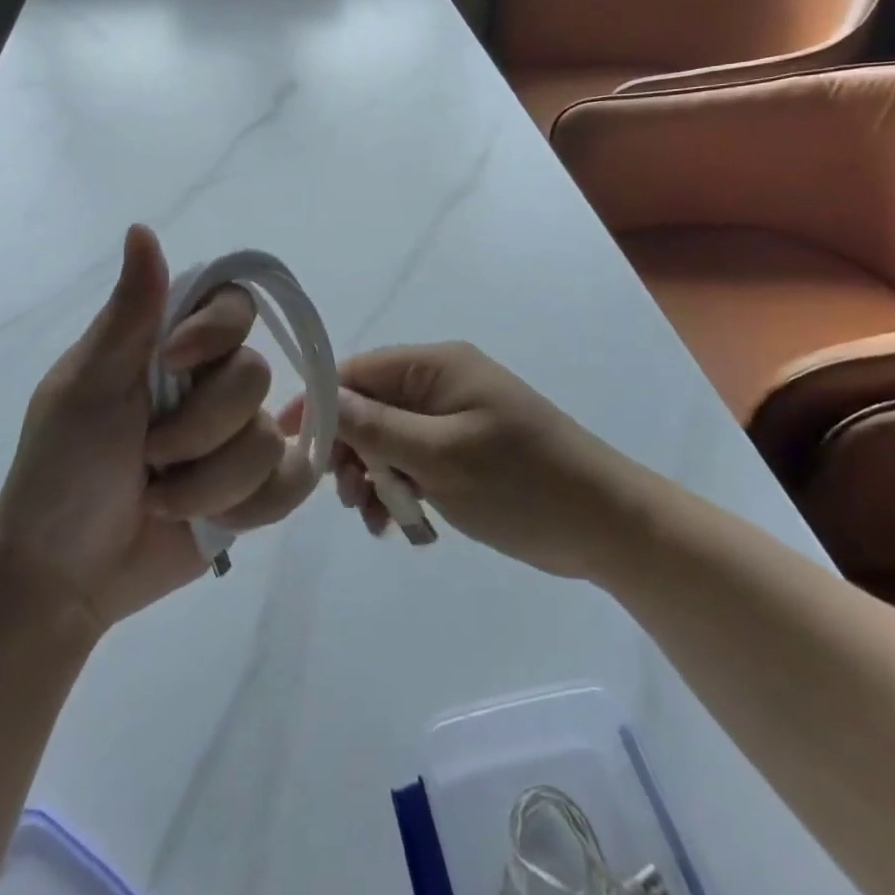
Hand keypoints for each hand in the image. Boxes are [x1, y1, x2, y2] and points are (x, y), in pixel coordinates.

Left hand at [0, 225, 315, 637]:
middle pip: (256, 376)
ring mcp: (238, 439)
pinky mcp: (256, 491)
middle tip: (147, 455)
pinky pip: (292, 484)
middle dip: (198, 429)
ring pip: (270, 439)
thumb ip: (129, 312)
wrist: (61, 575)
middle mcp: (213, 384)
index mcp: (172, 346)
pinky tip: (208, 522)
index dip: (217, 331)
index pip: (235, 303)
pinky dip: (248, 508)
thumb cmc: (61, 470)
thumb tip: (142, 227)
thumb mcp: (86, 385)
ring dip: (209, 483)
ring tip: (160, 498)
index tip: (172, 363)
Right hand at [310, 342, 617, 578]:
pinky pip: (413, 462)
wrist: (605, 527)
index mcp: (438, 366)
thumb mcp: (441, 456)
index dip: (321, 402)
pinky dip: (399, 488)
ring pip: (388, 440)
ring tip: (376, 518)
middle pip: (370, 407)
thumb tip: (320, 399)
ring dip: (373, 476)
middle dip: (350, 450)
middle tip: (347, 497)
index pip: (359, 370)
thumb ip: (376, 427)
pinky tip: (399, 523)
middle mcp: (442, 384)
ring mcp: (453, 419)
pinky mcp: (463, 453)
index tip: (290, 442)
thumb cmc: (522, 483)